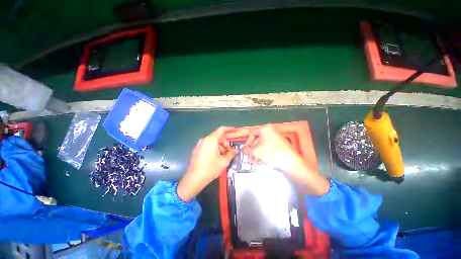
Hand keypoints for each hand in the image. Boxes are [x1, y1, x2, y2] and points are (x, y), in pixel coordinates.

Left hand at [177, 126, 237, 201]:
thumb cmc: (210, 168)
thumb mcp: (224, 161)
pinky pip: (208, 145)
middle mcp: (204, 140)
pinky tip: (217, 157)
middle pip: (218, 136)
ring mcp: (200, 144)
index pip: (221, 130)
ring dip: (220, 147)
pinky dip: (214, 148)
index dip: (229, 129)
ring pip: (213, 142)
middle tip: (230, 151)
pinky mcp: (197, 150)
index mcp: (211, 140)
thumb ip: (231, 153)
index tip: (235, 131)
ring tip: (224, 156)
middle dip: (225, 142)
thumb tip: (236, 150)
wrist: (194, 179)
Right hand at [243, 125, 329, 195]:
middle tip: (250, 156)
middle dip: (253, 149)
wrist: (291, 162)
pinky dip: (264, 152)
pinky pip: (269, 146)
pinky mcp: (281, 143)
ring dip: (258, 152)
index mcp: (265, 128)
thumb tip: (243, 149)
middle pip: (258, 139)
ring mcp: (277, 136)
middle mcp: (271, 130)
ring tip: (255, 160)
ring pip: (263, 143)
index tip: (245, 150)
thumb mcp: (256, 151)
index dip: (247, 142)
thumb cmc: (271, 153)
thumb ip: (248, 150)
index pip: (252, 133)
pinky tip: (262, 160)